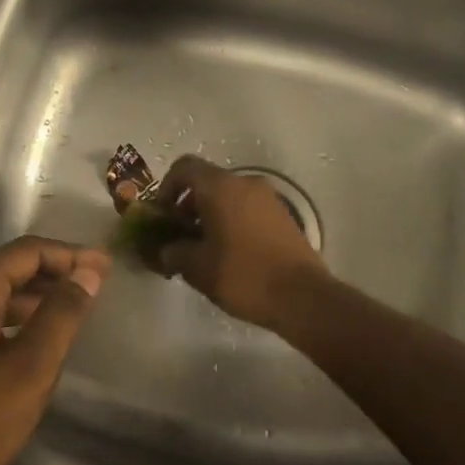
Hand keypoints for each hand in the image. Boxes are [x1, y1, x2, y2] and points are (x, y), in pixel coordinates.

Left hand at [0, 237, 109, 464]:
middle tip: (98, 285)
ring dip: (36, 299)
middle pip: (8, 270)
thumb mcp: (28, 370)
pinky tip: (37, 345)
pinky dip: (16, 323)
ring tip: (75, 311)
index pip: (25, 252)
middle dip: (55, 273)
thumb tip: (88, 273)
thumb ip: (60, 316)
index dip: (70, 254)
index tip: (108, 267)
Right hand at [155, 156, 328, 331]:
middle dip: (187, 206)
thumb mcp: (198, 268)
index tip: (162, 216)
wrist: (302, 296)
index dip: (166, 188)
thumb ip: (174, 252)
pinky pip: (247, 209)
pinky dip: (231, 222)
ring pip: (228, 196)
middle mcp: (246, 183)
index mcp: (221, 187)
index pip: (184, 168)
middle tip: (179, 237)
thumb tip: (166, 249)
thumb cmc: (244, 275)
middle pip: (207, 182)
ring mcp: (268, 198)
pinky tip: (228, 254)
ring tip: (202, 250)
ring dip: (209, 215)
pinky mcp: (283, 216)